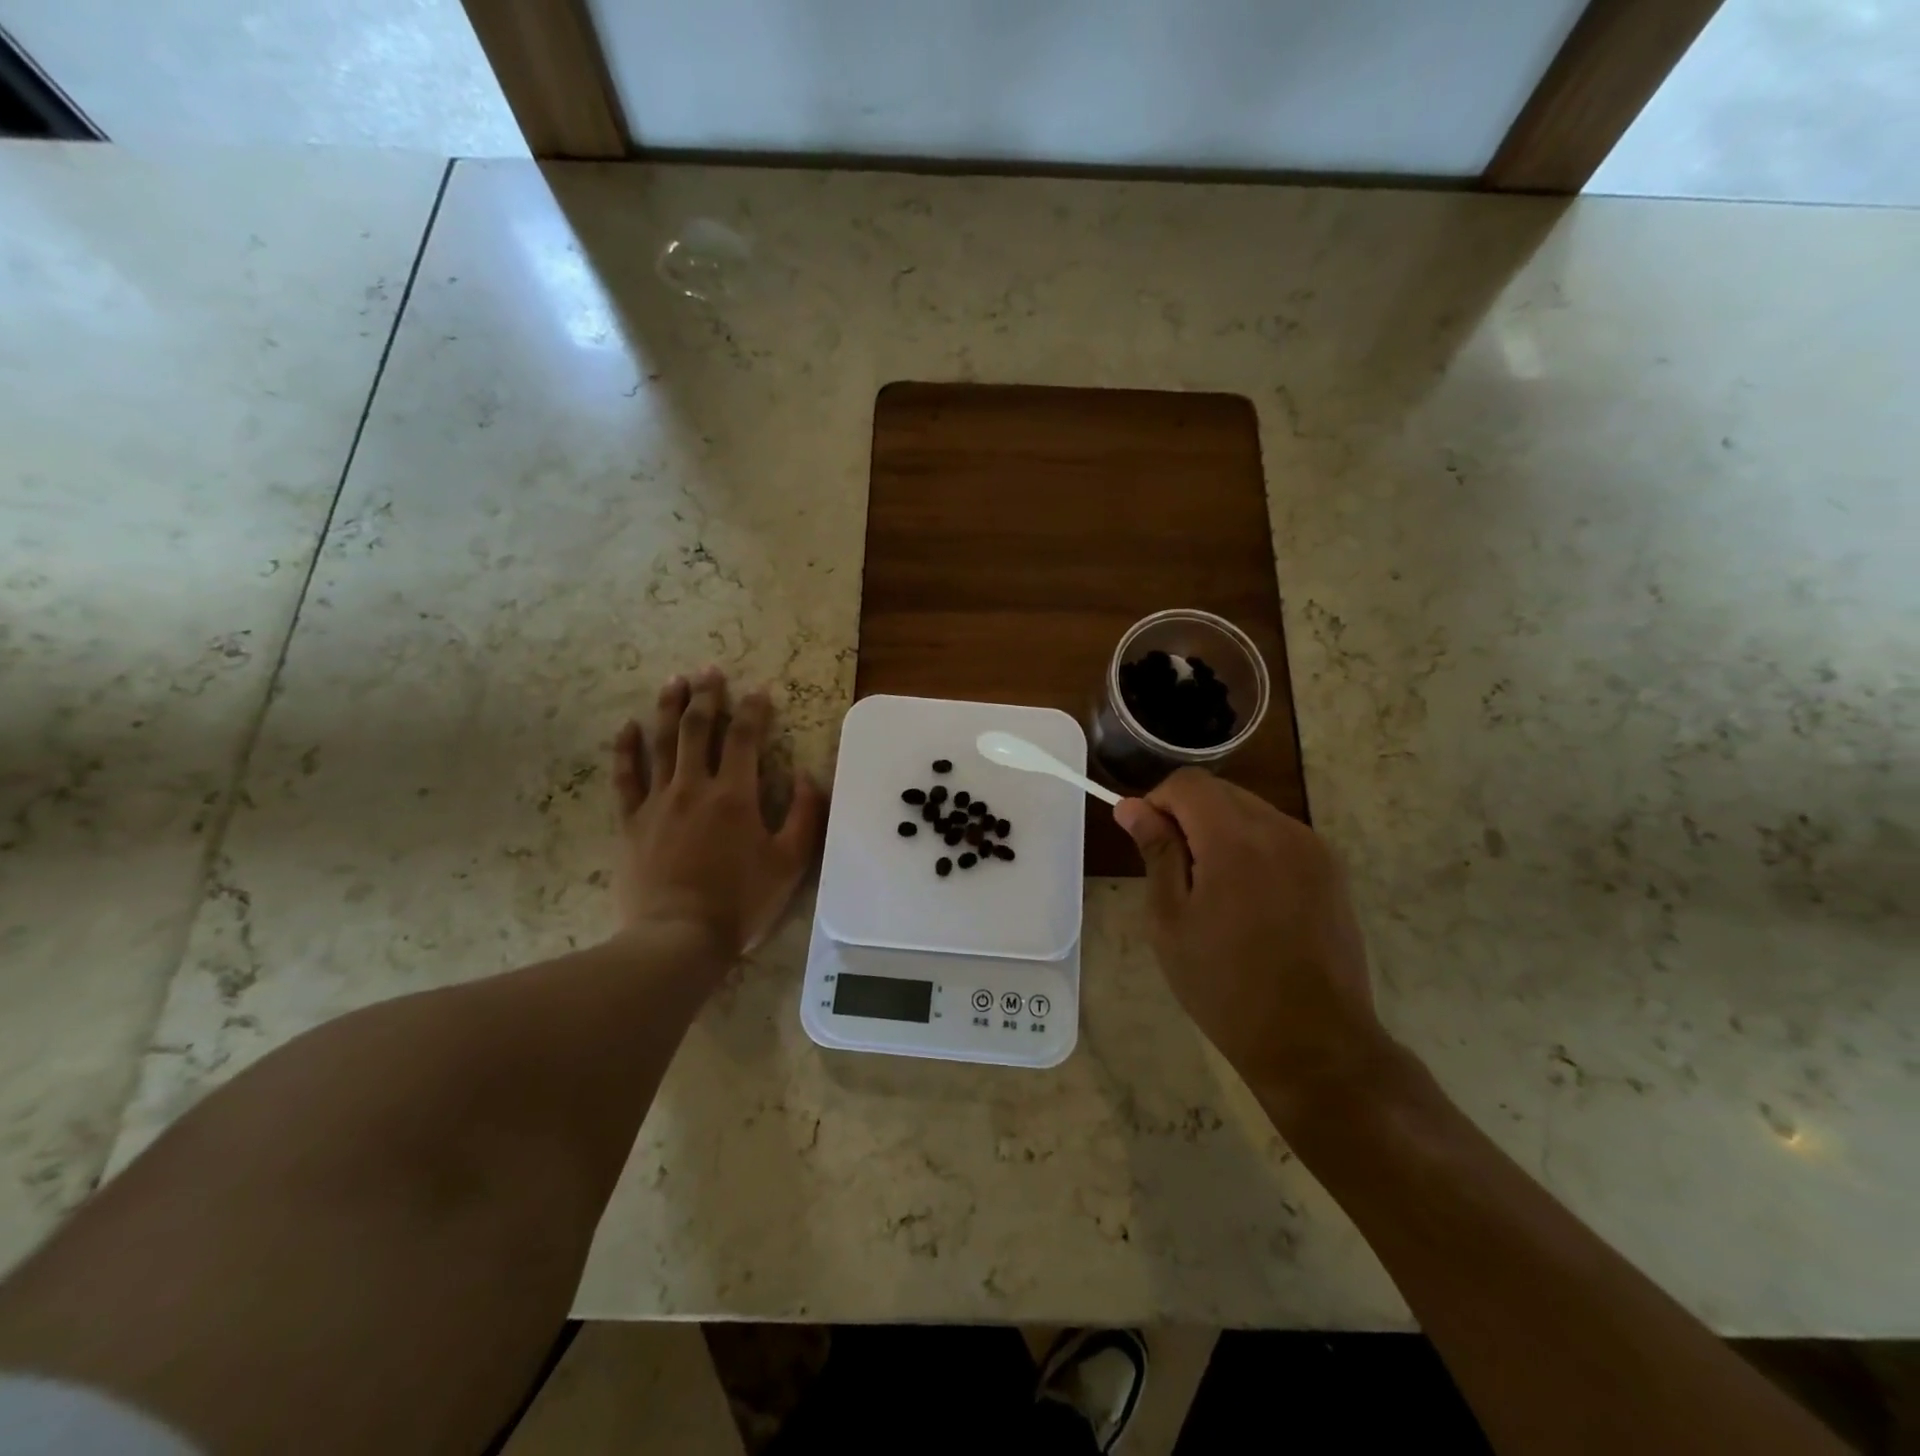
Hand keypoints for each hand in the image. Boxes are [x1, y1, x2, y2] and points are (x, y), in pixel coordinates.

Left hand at [611, 667, 825, 959]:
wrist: (677, 938)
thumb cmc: (740, 901)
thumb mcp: (790, 863)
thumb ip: (806, 816)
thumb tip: (811, 777)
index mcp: (735, 795)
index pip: (744, 737)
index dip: (753, 710)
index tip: (760, 690)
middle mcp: (694, 787)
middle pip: (697, 728)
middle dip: (707, 695)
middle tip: (710, 670)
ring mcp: (657, 802)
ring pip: (660, 743)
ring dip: (668, 708)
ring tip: (674, 681)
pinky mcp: (631, 822)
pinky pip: (625, 778)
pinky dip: (626, 749)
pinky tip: (627, 727)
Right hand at [1113, 770, 1390, 1114]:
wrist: (1314, 1042)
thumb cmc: (1225, 986)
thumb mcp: (1170, 920)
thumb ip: (1156, 852)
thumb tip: (1132, 807)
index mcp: (1236, 839)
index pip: (1188, 782)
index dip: (1158, 801)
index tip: (1148, 841)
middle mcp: (1281, 829)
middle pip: (1221, 791)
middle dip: (1188, 815)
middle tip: (1176, 873)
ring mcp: (1313, 848)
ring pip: (1251, 811)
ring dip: (1221, 830)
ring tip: (1214, 891)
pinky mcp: (1331, 870)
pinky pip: (1279, 835)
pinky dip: (1252, 847)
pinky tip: (1249, 899)